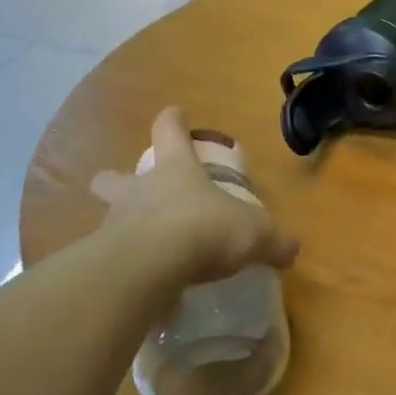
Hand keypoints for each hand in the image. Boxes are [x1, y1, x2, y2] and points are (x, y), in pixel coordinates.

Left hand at [90, 109, 298, 285]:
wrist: (150, 268)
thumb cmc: (205, 229)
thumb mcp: (255, 233)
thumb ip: (274, 241)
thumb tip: (290, 249)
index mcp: (177, 168)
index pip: (169, 130)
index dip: (174, 121)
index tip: (176, 114)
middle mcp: (141, 189)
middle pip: (116, 176)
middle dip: (117, 180)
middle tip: (130, 188)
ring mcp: (116, 223)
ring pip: (110, 216)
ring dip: (122, 226)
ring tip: (142, 247)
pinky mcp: (105, 260)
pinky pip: (112, 258)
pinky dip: (124, 266)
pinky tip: (140, 280)